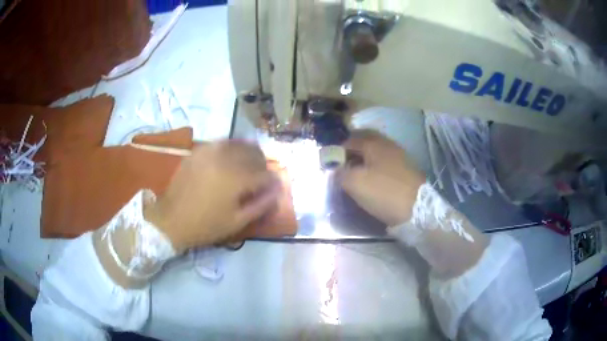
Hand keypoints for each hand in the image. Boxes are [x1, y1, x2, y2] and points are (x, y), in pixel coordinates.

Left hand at [144, 140, 281, 250]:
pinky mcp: (198, 151)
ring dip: (248, 153)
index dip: (272, 181)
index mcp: (236, 178)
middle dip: (262, 164)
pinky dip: (231, 148)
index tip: (273, 188)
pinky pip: (221, 143)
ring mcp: (210, 152)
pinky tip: (230, 159)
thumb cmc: (206, 225)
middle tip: (261, 177)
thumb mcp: (237, 221)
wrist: (171, 219)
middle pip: (254, 153)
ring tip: (247, 166)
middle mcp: (225, 159)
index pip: (265, 174)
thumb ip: (261, 204)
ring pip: (238, 144)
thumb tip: (277, 190)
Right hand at [337, 130, 425, 225]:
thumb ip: (340, 173)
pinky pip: (384, 162)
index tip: (330, 164)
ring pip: (376, 152)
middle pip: (365, 142)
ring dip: (364, 159)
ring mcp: (399, 155)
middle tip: (343, 166)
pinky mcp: (405, 168)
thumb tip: (336, 169)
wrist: (418, 208)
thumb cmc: (384, 192)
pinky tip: (372, 178)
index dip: (337, 150)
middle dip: (352, 151)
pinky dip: (375, 166)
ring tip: (355, 173)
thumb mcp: (355, 183)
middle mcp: (387, 144)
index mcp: (373, 144)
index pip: (349, 140)